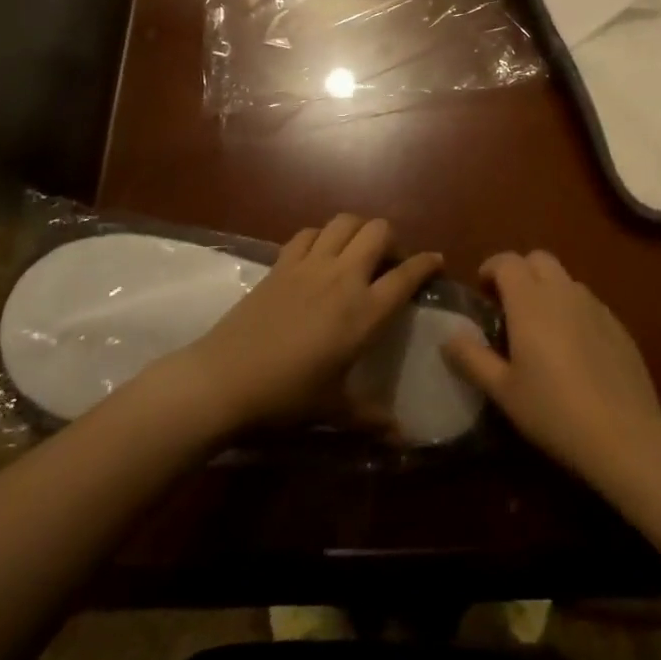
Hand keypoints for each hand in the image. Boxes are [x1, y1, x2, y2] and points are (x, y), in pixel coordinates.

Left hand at [159, 214, 440, 435]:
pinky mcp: (281, 263)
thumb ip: (371, 419)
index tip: (436, 262)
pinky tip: (319, 255)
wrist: (225, 380)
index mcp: (365, 312)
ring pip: (344, 221)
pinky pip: (308, 233)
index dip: (427, 264)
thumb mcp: (334, 412)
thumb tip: (402, 437)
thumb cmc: (287, 398)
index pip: (407, 275)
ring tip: (357, 252)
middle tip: (389, 263)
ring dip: (358, 230)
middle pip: (379, 231)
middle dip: (392, 239)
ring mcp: (310, 265)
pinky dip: (321, 236)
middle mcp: (343, 277)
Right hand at [443, 250, 660, 482]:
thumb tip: (448, 339)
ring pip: (566, 280)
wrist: (624, 433)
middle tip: (509, 304)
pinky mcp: (618, 325)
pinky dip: (573, 310)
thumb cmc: (553, 410)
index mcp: (530, 301)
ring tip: (540, 327)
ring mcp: (595, 306)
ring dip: (548, 290)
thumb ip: (472, 359)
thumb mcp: (503, 390)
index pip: (507, 261)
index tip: (482, 290)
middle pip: (539, 259)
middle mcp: (563, 292)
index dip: (491, 268)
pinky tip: (573, 348)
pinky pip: (588, 303)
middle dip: (520, 271)